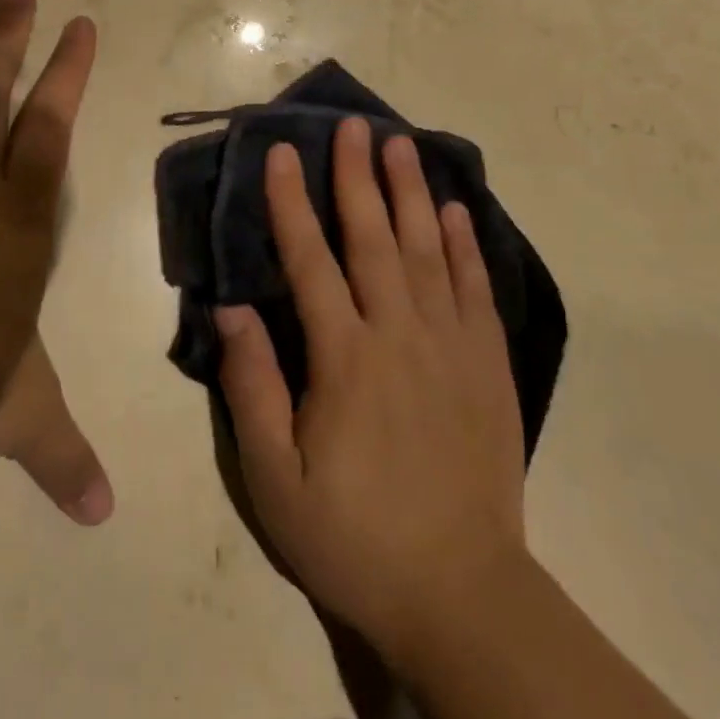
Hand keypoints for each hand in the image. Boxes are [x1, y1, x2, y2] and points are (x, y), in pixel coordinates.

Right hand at [215, 118, 525, 663]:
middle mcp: (399, 335)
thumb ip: (251, 387)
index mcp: (344, 359)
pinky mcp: (488, 365)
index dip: (292, 204)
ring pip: (428, 251)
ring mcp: (451, 346)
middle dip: (358, 177)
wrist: (459, 593)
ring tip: (402, 144)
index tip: (283, 154)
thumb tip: (231, 308)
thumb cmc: (353, 536)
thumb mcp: (275, 479)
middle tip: (353, 125)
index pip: (311, 261)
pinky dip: (465, 245)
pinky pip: (476, 289)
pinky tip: (456, 211)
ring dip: (412, 193)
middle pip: (374, 239)